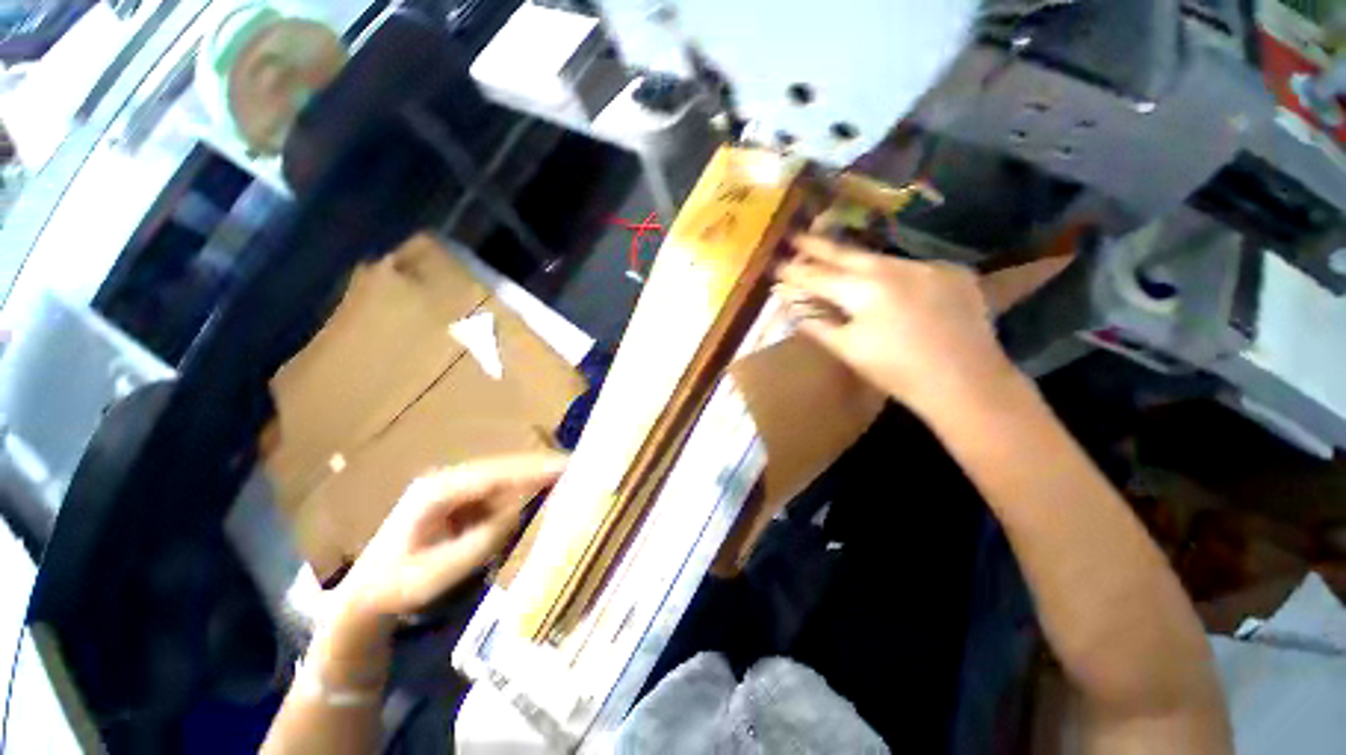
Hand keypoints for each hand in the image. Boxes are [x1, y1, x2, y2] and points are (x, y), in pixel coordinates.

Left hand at [336, 453, 566, 622]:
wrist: (365, 596)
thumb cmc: (393, 589)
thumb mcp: (431, 575)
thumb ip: (475, 544)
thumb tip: (517, 513)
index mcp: (438, 491)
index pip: (497, 473)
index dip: (534, 468)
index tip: (569, 466)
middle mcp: (451, 480)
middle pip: (506, 467)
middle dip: (543, 466)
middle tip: (581, 468)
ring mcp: (458, 488)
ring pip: (507, 477)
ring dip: (538, 478)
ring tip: (571, 479)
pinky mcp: (465, 500)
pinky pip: (503, 491)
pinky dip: (526, 492)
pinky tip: (546, 495)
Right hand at [775, 235, 1067, 417]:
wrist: (966, 383)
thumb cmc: (897, 372)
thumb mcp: (848, 350)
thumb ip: (817, 325)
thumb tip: (793, 309)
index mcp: (865, 289)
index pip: (818, 276)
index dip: (794, 272)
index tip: (776, 266)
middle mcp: (895, 267)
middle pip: (847, 253)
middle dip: (818, 246)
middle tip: (796, 236)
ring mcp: (927, 266)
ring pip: (880, 259)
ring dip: (856, 262)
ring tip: (838, 263)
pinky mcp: (953, 272)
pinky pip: (911, 268)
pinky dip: (893, 275)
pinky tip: (889, 288)